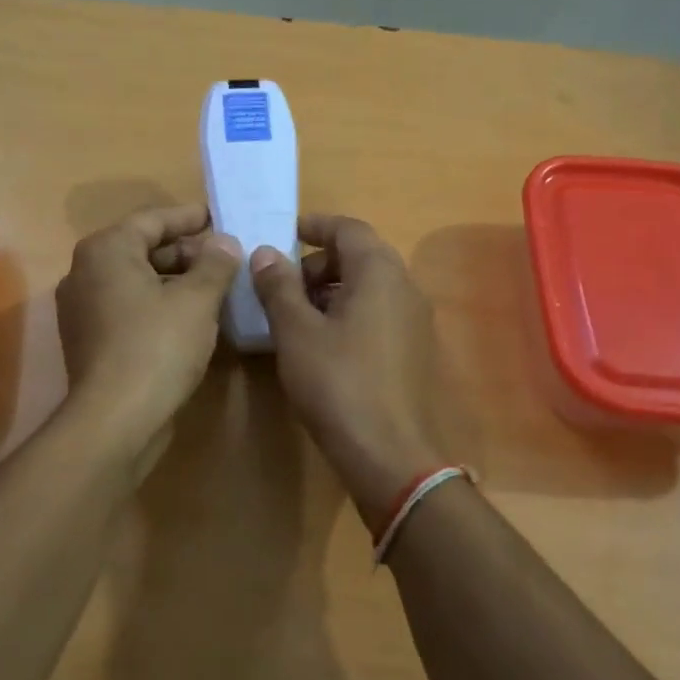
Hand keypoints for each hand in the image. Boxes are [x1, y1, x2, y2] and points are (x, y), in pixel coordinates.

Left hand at [55, 204, 241, 458]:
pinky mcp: (89, 340)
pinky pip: (129, 308)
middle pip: (142, 249)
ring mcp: (83, 309)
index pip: (153, 219)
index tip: (220, 217)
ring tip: (215, 287)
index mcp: (106, 250)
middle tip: (225, 257)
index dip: (190, 217)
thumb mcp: (197, 299)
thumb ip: (215, 264)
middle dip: (186, 252)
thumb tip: (224, 243)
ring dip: (175, 281)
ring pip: (136, 281)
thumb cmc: (157, 346)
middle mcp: (85, 272)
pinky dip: (158, 305)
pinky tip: (191, 318)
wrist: (115, 419)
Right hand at [251, 215, 446, 532]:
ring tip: (294, 316)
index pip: (347, 228)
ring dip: (331, 290)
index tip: (281, 234)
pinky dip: (348, 313)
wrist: (390, 454)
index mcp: (380, 272)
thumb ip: (278, 286)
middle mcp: (405, 286)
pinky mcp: (414, 350)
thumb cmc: (338, 383)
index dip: (313, 226)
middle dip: (317, 263)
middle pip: (359, 256)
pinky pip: (378, 313)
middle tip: (281, 285)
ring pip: (369, 287)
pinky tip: (322, 343)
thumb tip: (264, 253)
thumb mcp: (296, 332)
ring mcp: (415, 320)